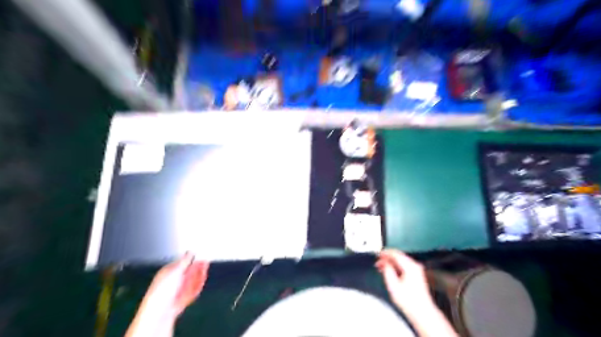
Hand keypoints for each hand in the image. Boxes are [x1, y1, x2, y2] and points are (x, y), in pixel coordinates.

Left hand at [143, 252, 208, 317]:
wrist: (161, 311)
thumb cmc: (163, 289)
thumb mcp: (175, 271)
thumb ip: (185, 260)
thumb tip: (191, 251)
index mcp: (167, 272)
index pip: (180, 263)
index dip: (190, 259)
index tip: (199, 255)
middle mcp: (172, 281)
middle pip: (187, 272)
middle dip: (197, 267)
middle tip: (205, 261)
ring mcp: (178, 290)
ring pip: (191, 280)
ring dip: (199, 274)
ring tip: (205, 269)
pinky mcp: (183, 298)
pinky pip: (193, 290)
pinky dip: (198, 285)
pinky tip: (202, 279)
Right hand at [374, 247, 431, 310]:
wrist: (422, 312)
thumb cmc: (409, 301)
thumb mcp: (393, 285)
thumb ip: (387, 271)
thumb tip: (384, 263)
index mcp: (410, 266)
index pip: (395, 254)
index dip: (385, 253)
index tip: (378, 254)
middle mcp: (415, 266)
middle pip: (399, 256)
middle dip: (387, 258)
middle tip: (378, 262)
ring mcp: (417, 270)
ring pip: (401, 261)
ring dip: (391, 263)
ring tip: (382, 267)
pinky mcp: (417, 275)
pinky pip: (405, 265)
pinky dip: (396, 267)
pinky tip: (391, 271)